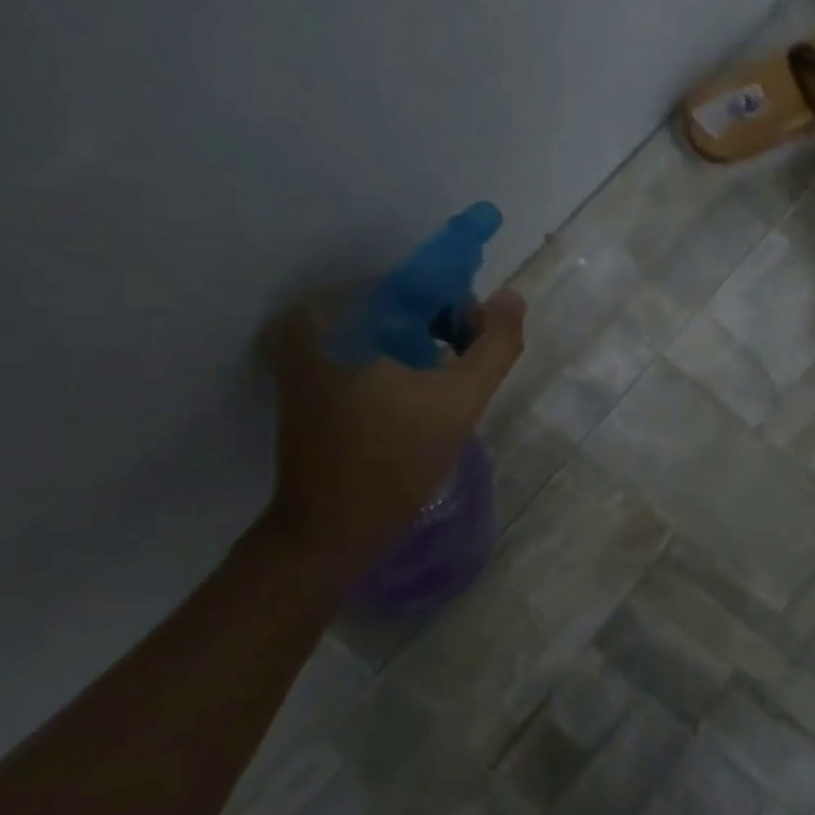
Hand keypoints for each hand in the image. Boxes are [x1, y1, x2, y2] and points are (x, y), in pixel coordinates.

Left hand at [264, 289, 525, 575]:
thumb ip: (496, 344)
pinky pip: (367, 351)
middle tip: (466, 373)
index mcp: (341, 315)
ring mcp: (303, 352)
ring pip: (387, 330)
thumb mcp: (462, 399)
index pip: (421, 286)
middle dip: (443, 329)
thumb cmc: (397, 461)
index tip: (477, 349)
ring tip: (446, 389)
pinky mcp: (304, 379)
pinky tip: (418, 398)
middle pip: (402, 305)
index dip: (462, 309)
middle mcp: (313, 322)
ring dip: (424, 348)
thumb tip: (511, 296)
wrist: (331, 528)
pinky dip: (398, 363)